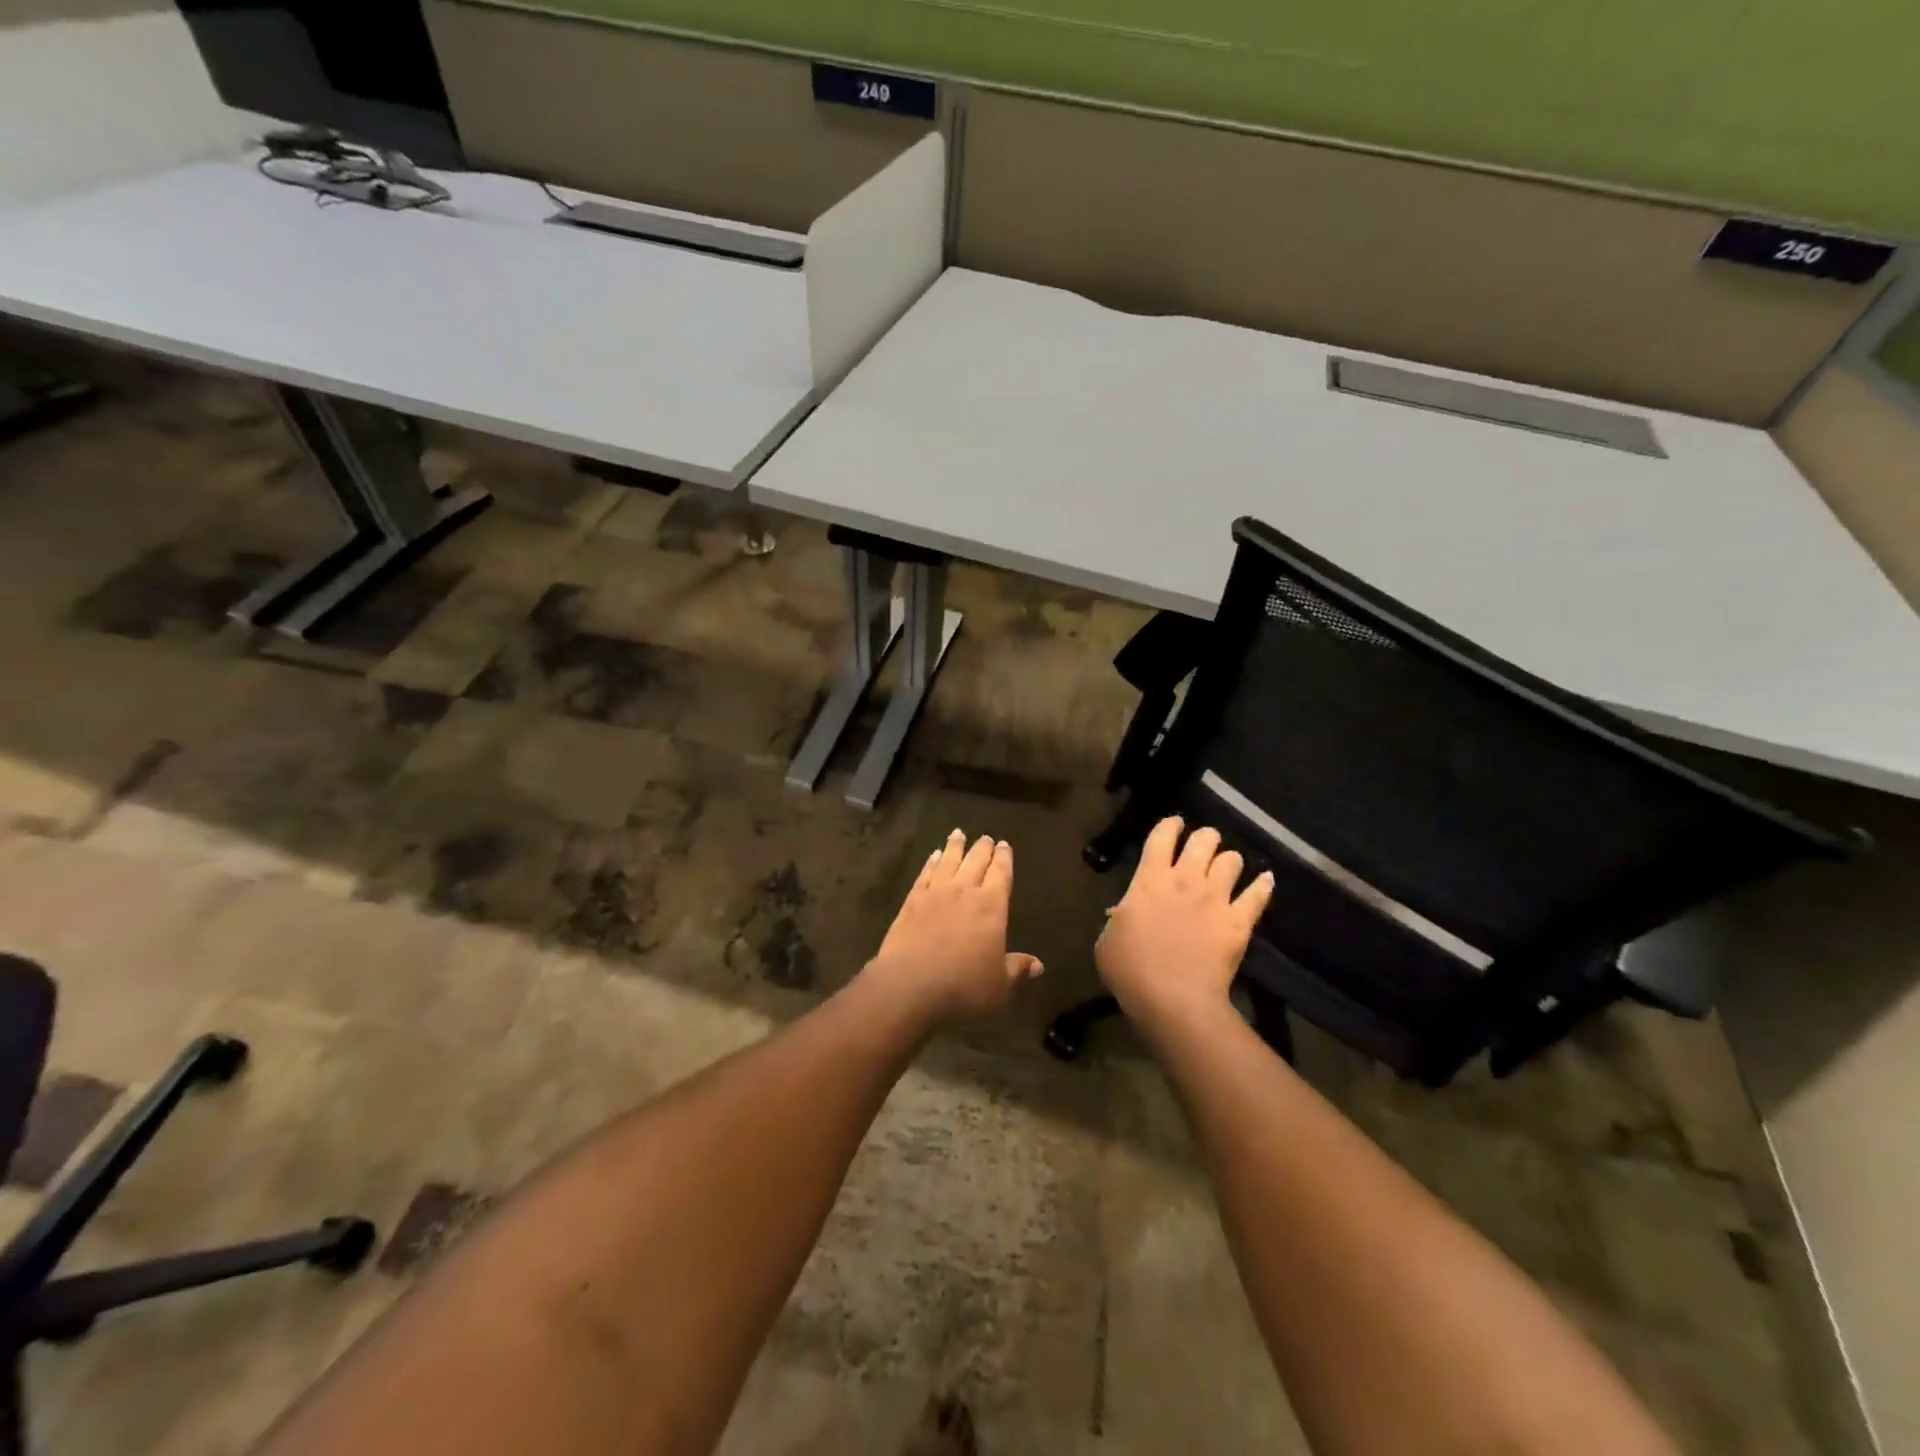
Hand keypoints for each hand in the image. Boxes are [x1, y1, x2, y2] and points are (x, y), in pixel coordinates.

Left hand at [864, 829, 1043, 1024]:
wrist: (910, 986)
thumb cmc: (964, 987)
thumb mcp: (999, 986)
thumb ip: (1017, 970)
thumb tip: (1038, 965)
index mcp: (991, 907)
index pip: (1001, 874)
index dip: (1004, 859)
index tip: (1004, 845)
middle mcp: (964, 892)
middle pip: (975, 862)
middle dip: (983, 848)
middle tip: (986, 838)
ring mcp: (935, 894)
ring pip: (948, 861)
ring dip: (955, 846)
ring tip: (958, 834)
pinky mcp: (911, 902)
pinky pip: (925, 874)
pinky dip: (931, 863)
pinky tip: (933, 856)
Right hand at [1096, 817, 1273, 1027]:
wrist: (1172, 999)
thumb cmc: (1130, 970)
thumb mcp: (1107, 941)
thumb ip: (1118, 919)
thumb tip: (1124, 912)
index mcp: (1149, 880)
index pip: (1161, 837)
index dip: (1169, 825)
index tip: (1174, 824)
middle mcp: (1185, 880)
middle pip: (1204, 840)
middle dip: (1205, 838)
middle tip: (1203, 846)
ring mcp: (1216, 898)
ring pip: (1232, 860)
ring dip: (1229, 861)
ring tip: (1227, 869)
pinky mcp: (1239, 921)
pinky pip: (1258, 894)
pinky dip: (1263, 885)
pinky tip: (1266, 880)